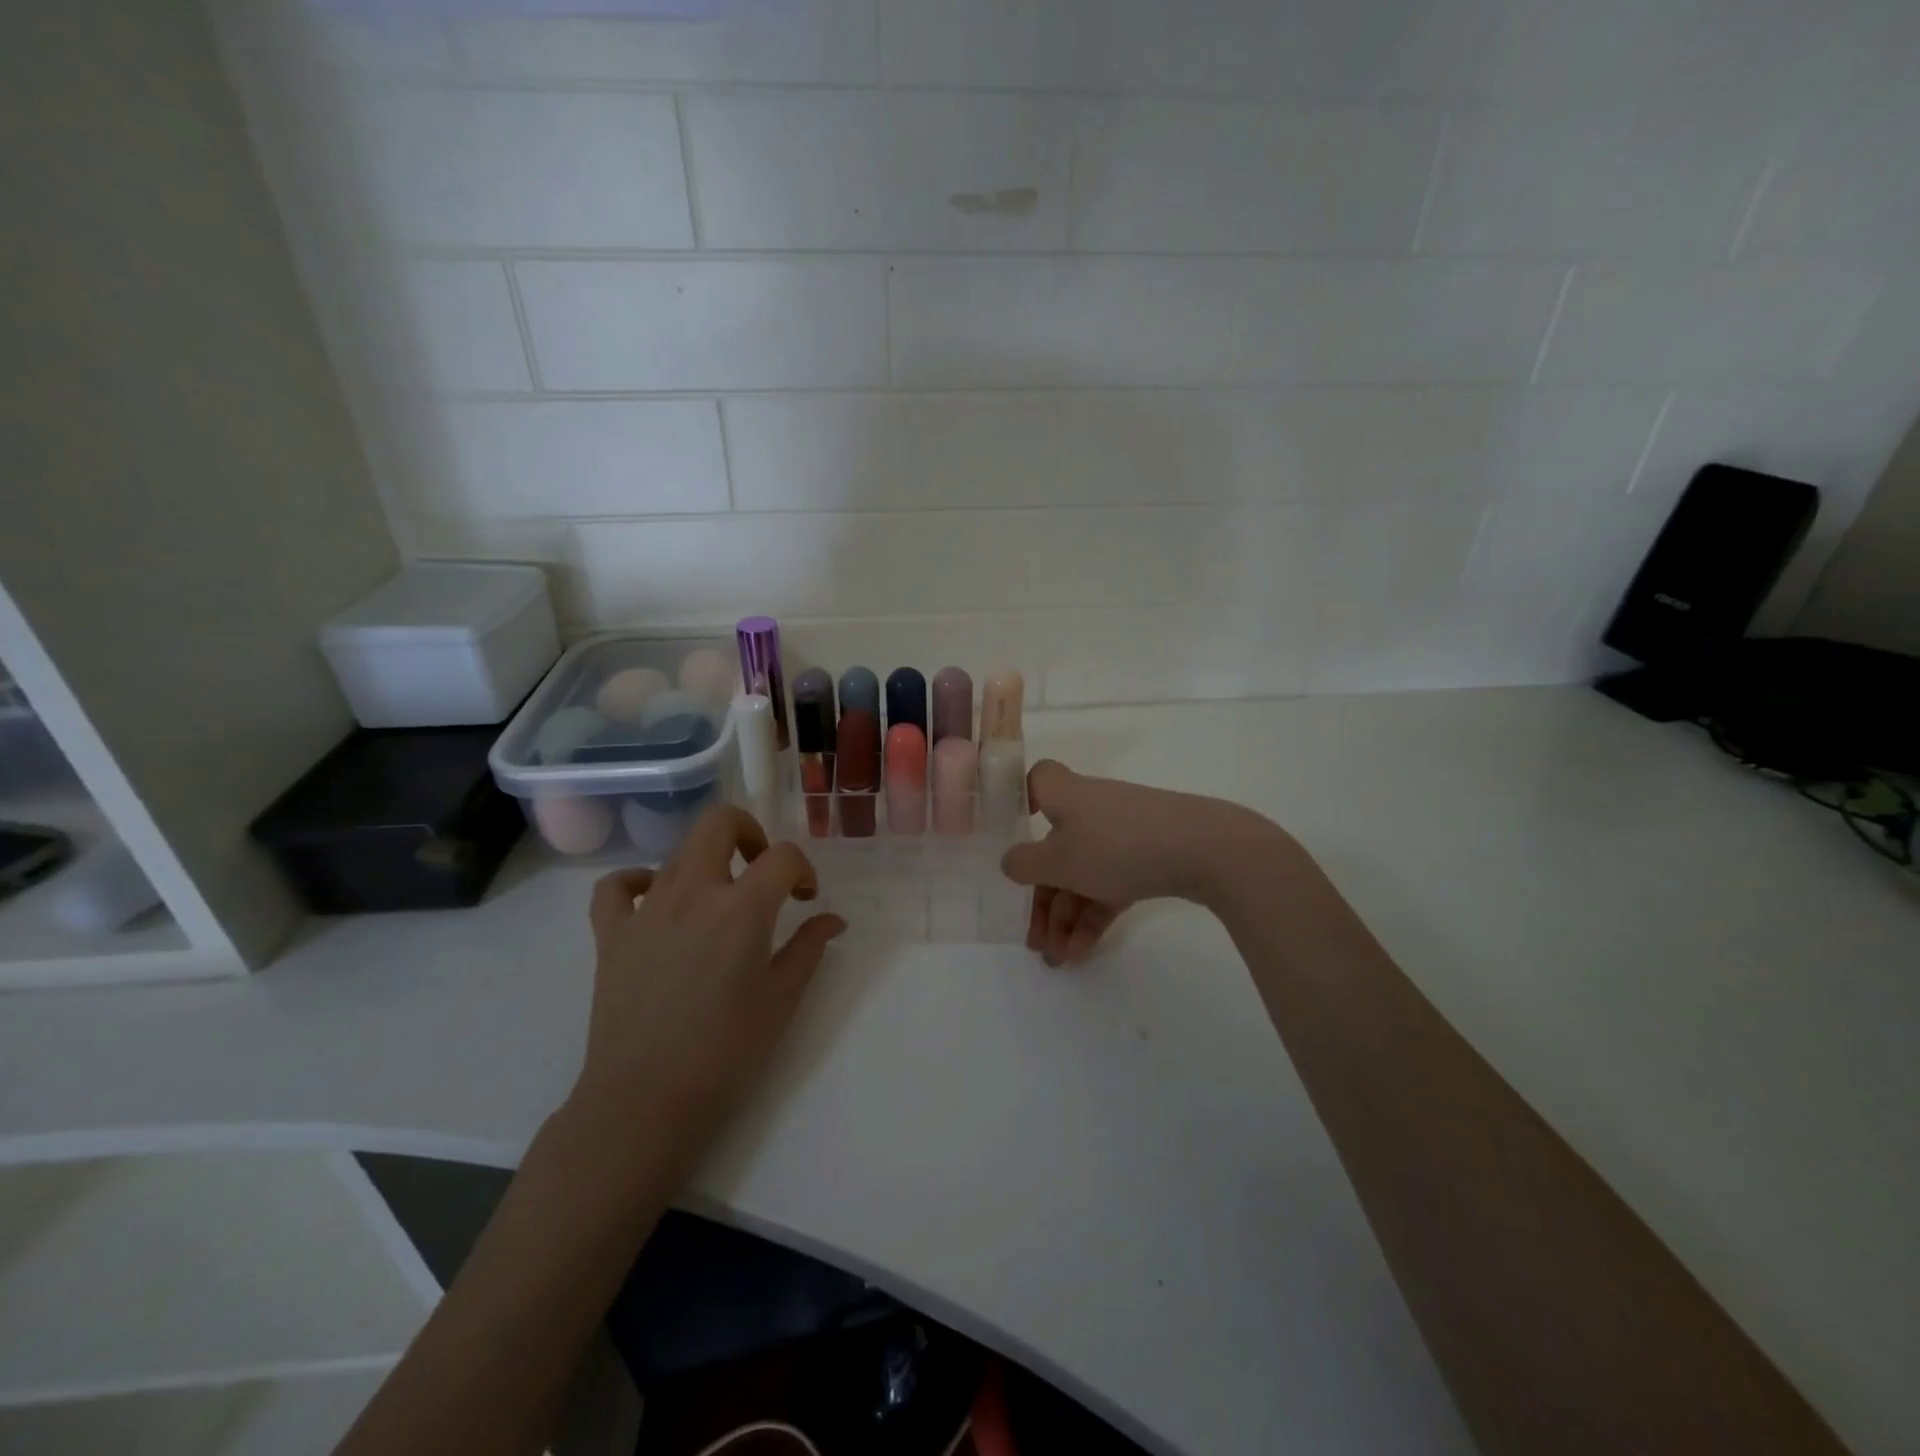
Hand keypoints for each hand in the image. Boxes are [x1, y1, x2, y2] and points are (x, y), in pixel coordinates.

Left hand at [571, 805, 845, 1173]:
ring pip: (677, 851)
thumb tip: (832, 919)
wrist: (645, 1101)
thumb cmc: (727, 1052)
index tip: (806, 897)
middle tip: (762, 869)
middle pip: (720, 822)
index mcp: (742, 908)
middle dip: (750, 832)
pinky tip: (655, 901)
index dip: (802, 868)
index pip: (782, 856)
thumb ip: (810, 947)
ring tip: (720, 898)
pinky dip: (636, 882)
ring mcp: (646, 909)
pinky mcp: (611, 934)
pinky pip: (617, 887)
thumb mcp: (783, 999)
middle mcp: (693, 892)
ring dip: (708, 861)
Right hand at [1001, 760, 1288, 964]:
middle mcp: (1091, 810)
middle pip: (1054, 848)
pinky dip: (1094, 916)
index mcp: (1065, 796)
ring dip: (1066, 917)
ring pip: (1082, 873)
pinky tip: (1083, 952)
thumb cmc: (1118, 846)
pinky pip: (1110, 885)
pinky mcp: (1148, 858)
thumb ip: (1025, 864)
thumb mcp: (1059, 860)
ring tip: (1059, 959)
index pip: (1037, 781)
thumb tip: (1010, 861)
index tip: (1011, 832)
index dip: (1020, 800)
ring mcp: (1122, 834)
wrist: (1206, 850)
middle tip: (1033, 940)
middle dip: (1042, 898)